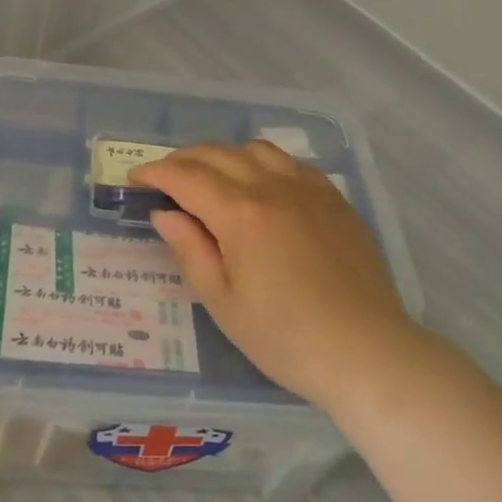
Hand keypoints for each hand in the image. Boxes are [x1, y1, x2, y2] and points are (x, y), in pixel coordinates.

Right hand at [130, 142, 418, 413]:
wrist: (367, 352)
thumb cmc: (286, 338)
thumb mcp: (223, 302)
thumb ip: (189, 250)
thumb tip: (164, 214)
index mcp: (241, 213)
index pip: (186, 176)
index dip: (155, 173)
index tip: (135, 179)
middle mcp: (273, 186)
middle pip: (217, 154)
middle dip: (182, 160)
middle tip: (164, 179)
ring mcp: (308, 187)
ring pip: (254, 149)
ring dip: (223, 156)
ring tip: (211, 180)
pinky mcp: (333, 198)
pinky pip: (290, 162)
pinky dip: (261, 163)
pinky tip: (260, 187)